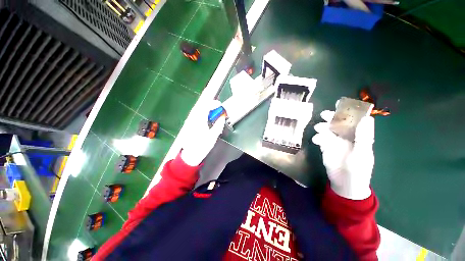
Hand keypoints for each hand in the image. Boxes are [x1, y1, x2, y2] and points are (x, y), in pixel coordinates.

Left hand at [181, 100, 225, 165]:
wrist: (190, 154)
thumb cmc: (202, 146)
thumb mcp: (213, 136)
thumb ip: (219, 124)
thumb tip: (222, 117)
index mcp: (199, 120)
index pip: (206, 106)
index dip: (214, 104)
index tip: (220, 105)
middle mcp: (193, 118)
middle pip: (201, 106)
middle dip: (210, 105)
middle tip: (218, 108)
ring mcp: (189, 121)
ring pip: (198, 110)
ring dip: (206, 109)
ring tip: (214, 113)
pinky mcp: (188, 124)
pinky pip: (196, 114)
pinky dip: (202, 113)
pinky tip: (206, 118)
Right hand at [312, 110, 374, 199]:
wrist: (346, 187)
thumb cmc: (359, 170)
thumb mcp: (362, 153)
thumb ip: (363, 136)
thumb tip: (366, 117)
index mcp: (359, 134)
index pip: (355, 118)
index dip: (349, 110)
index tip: (341, 104)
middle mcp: (348, 134)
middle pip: (340, 120)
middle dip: (333, 116)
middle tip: (325, 114)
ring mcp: (337, 141)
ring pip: (330, 128)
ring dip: (324, 126)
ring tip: (318, 127)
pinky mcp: (328, 148)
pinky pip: (322, 139)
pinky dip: (318, 137)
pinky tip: (316, 139)